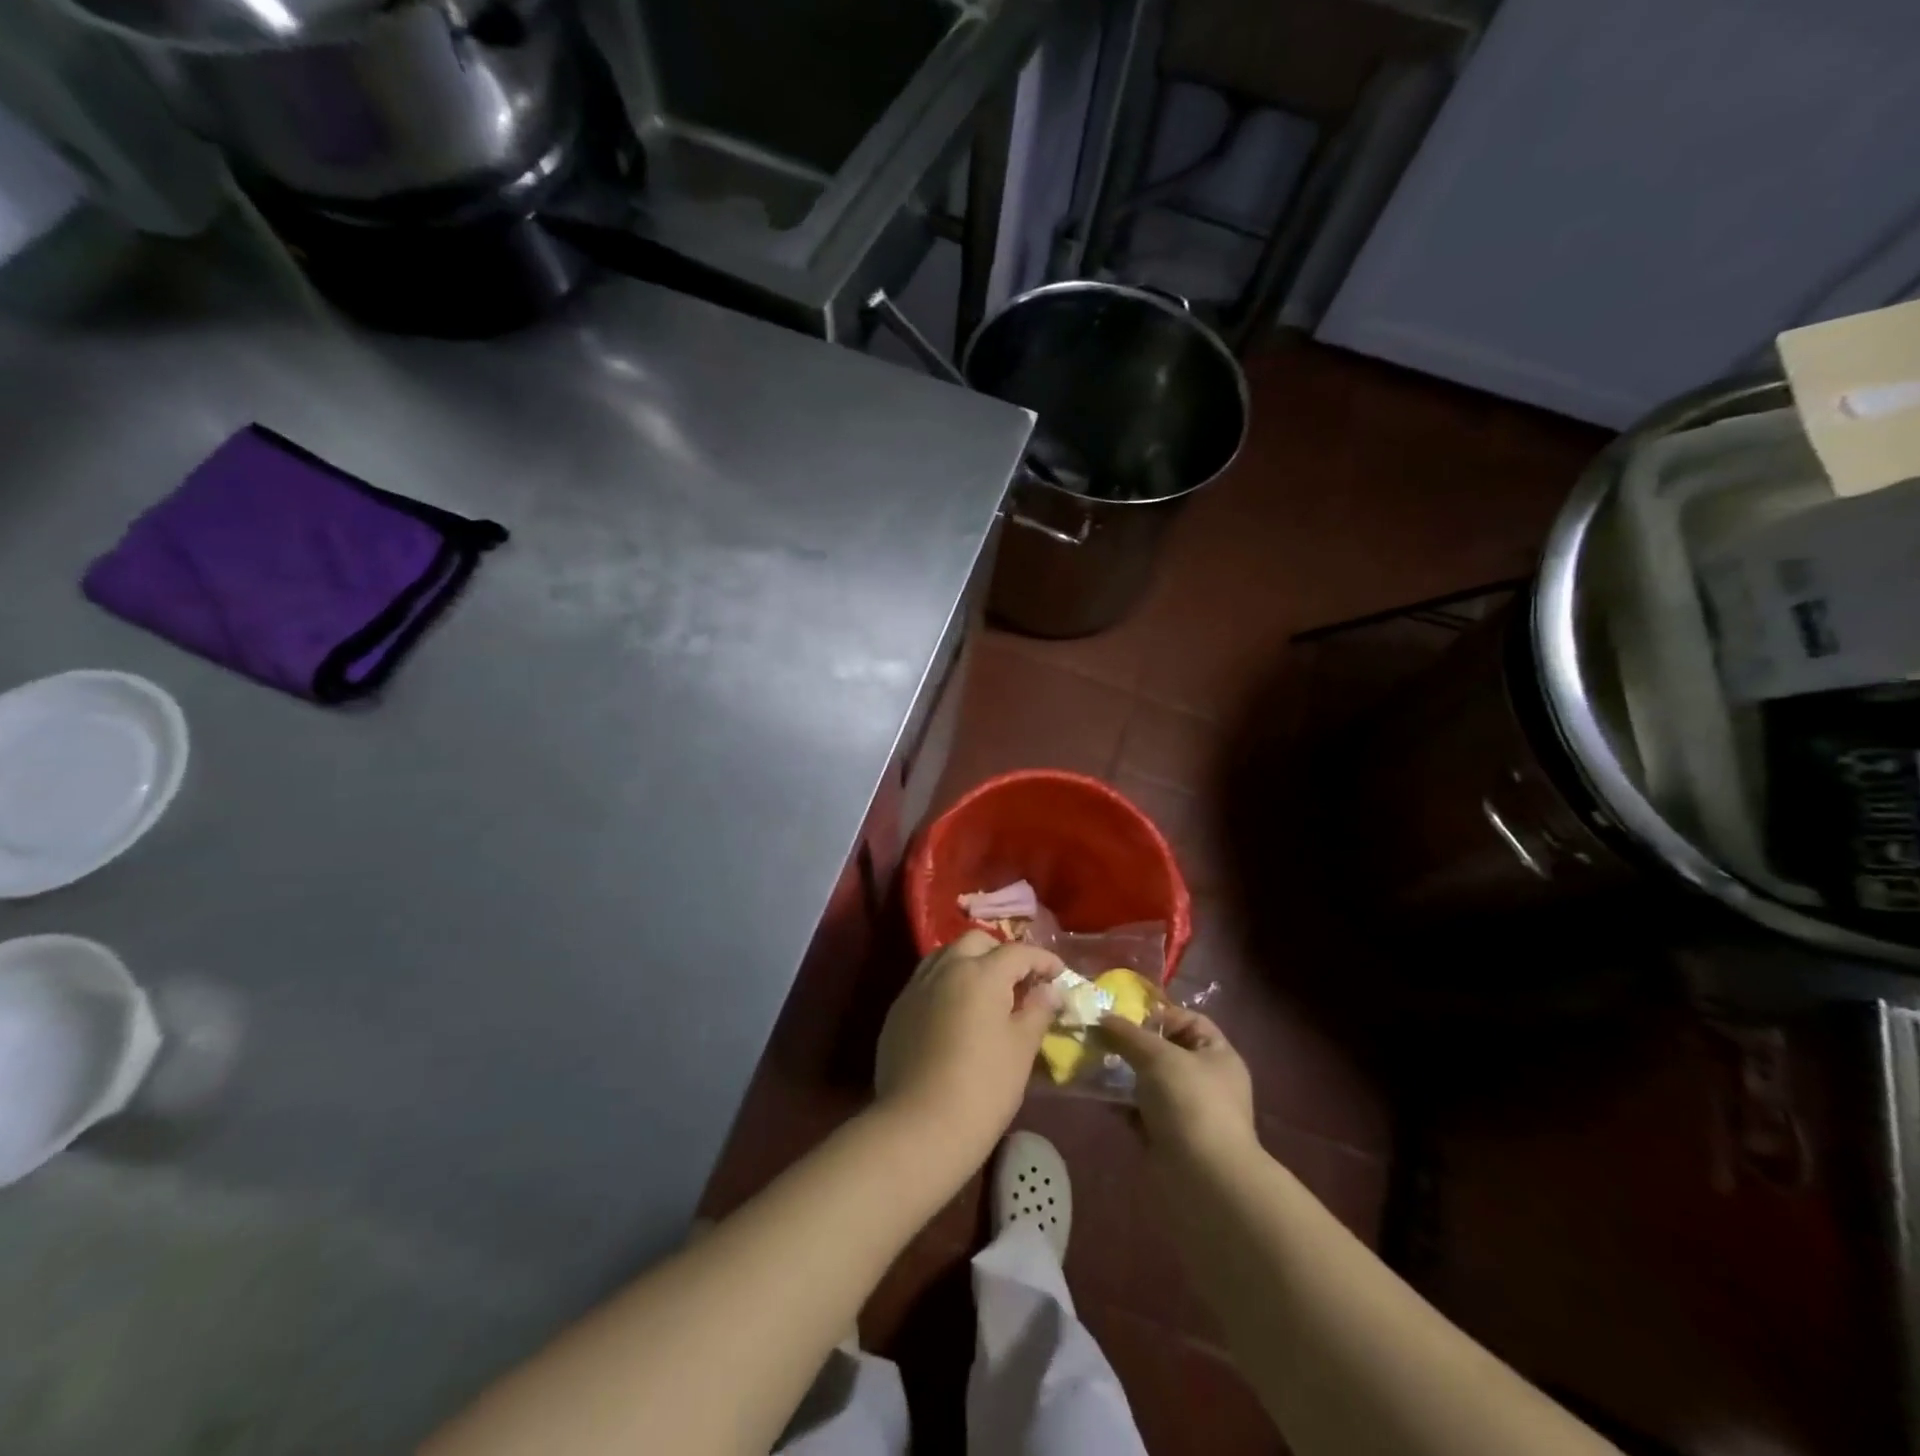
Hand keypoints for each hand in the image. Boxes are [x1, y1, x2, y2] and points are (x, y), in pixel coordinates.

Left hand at [875, 931, 1061, 1157]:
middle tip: (1019, 981)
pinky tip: (955, 1013)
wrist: (920, 1126)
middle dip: (1001, 953)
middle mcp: (945, 968)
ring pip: (946, 955)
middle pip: (976, 941)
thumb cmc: (983, 1086)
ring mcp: (916, 987)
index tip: (1059, 974)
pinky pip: (926, 981)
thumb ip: (1037, 1010)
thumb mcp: (1022, 1048)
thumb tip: (1048, 990)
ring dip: (970, 963)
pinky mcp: (898, 1010)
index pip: (1018, 952)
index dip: (1043, 960)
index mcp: (981, 972)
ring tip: (986, 992)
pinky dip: (946, 984)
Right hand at [1101, 1004, 1256, 1162]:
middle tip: (1101, 1039)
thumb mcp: (1157, 1055)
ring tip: (1094, 1064)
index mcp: (1217, 1055)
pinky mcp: (1168, 1137)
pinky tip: (1099, 1095)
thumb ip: (1127, 1034)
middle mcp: (1206, 1080)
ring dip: (1123, 1073)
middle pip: (1165, 1050)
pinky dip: (1122, 1103)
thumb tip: (1102, 1019)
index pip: (1188, 1020)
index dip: (1158, 1015)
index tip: (1125, 1019)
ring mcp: (1188, 1111)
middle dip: (1133, 1045)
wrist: (1203, 1178)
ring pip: (1149, 1081)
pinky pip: (1141, 1110)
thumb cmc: (1189, 1102)